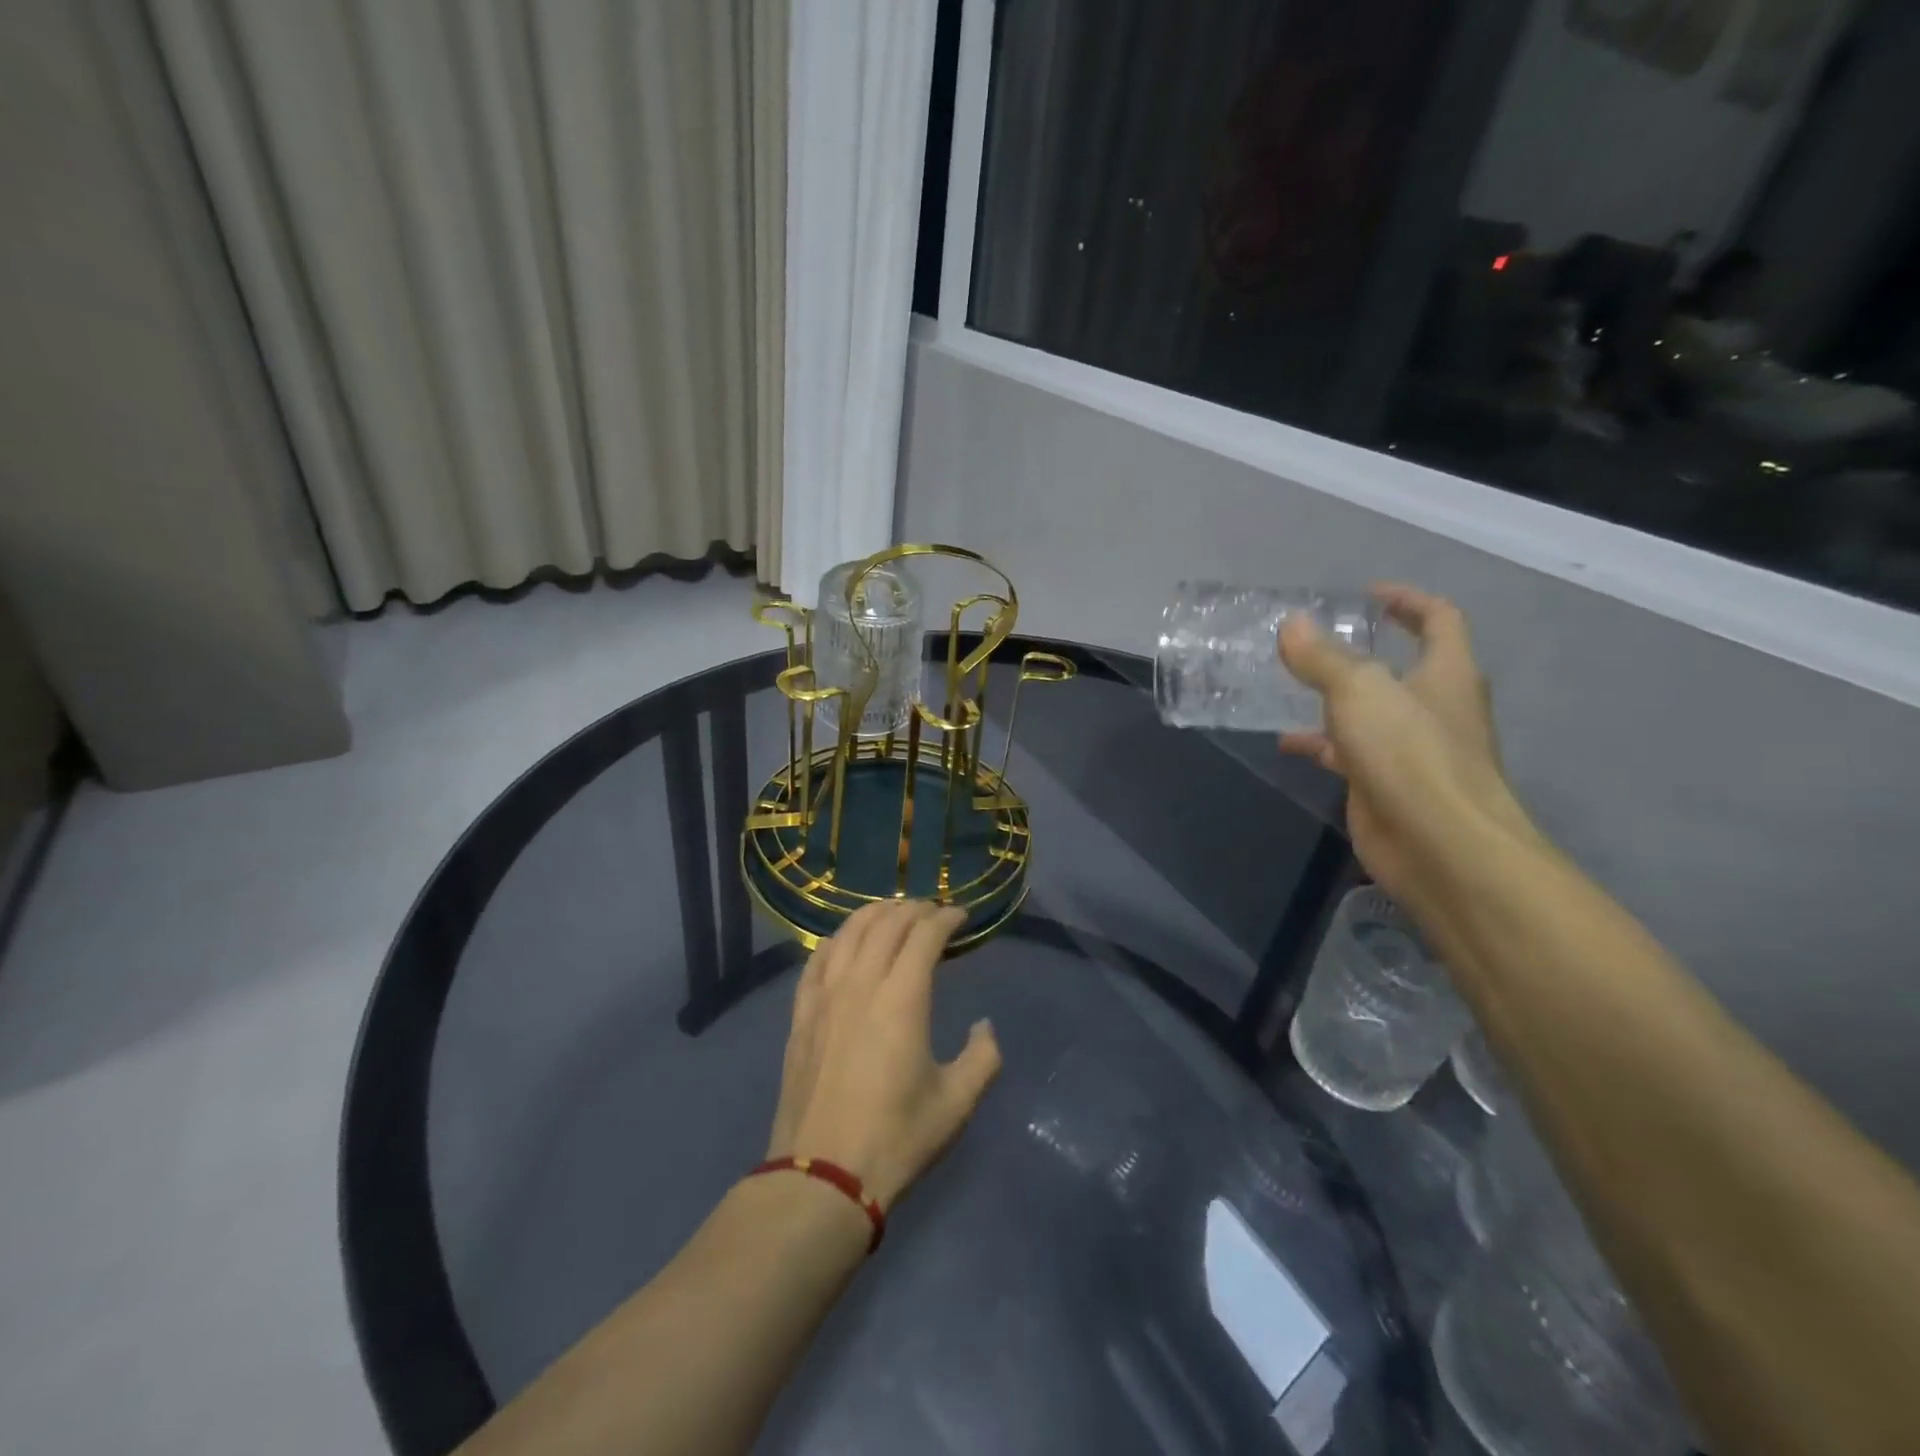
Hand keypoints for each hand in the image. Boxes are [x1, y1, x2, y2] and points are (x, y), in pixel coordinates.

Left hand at [766, 900, 1001, 1210]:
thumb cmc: (896, 1138)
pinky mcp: (801, 1014)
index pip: (925, 935)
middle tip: (933, 911)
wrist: (822, 1176)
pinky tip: (845, 942)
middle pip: (887, 924)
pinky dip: (837, 939)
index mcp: (902, 998)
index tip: (961, 916)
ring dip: (875, 914)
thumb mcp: (957, 1103)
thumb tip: (984, 1026)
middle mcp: (861, 983)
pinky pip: (817, 959)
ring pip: (848, 932)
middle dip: (914, 909)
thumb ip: (983, 1057)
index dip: (946, 918)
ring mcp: (824, 996)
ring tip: (893, 913)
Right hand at [1278, 584, 1531, 907]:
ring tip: (1287, 686)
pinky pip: (1348, 753)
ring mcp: (1410, 750)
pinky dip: (1319, 743)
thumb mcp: (1358, 691)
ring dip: (1333, 699)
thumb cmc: (1409, 753)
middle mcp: (1434, 708)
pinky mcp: (1384, 785)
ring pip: (1369, 713)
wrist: (1438, 845)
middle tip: (1315, 643)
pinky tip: (1286, 741)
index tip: (1368, 594)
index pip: (1439, 620)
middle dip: (1361, 652)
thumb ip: (1322, 658)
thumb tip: (1292, 624)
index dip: (1407, 601)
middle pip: (1401, 667)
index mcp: (1446, 673)